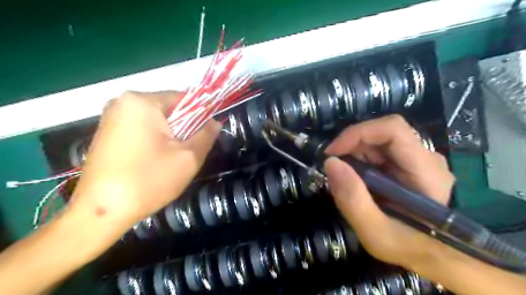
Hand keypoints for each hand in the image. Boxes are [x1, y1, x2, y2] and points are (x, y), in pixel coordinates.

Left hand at [70, 91, 219, 228]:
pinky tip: (154, 162)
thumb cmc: (149, 181)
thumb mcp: (189, 158)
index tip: (205, 136)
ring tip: (171, 160)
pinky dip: (154, 142)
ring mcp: (111, 118)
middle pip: (169, 110)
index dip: (200, 116)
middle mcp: (122, 103)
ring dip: (170, 137)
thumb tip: (216, 122)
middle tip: (187, 153)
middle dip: (183, 129)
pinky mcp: (106, 133)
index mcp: (142, 102)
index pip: (184, 99)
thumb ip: (207, 135)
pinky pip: (141, 130)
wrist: (101, 213)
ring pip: (156, 122)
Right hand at [323, 114, 453, 270]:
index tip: (332, 153)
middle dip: (351, 147)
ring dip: (354, 154)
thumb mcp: (375, 232)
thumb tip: (331, 162)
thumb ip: (353, 200)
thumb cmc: (406, 246)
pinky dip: (360, 159)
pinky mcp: (408, 162)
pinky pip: (379, 149)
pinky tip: (357, 179)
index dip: (358, 133)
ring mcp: (417, 158)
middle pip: (382, 133)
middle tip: (335, 169)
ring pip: (378, 140)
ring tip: (346, 178)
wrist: (427, 253)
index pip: (392, 129)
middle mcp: (425, 157)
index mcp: (425, 171)